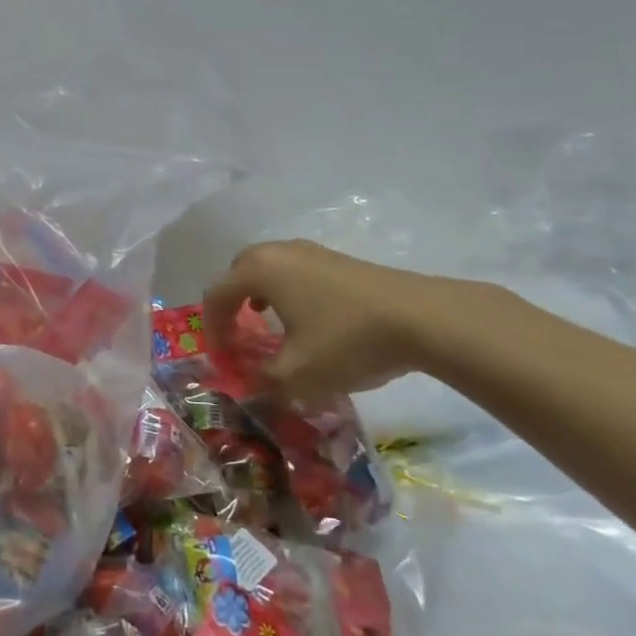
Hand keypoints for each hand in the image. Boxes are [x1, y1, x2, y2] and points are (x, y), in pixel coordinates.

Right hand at [203, 240, 479, 397]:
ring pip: (268, 267)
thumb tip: (250, 384)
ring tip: (266, 322)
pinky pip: (294, 270)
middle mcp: (279, 252)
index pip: (216, 295)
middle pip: (238, 271)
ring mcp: (311, 251)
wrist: (423, 318)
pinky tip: (306, 316)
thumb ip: (263, 380)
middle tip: (236, 333)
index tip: (222, 358)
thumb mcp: (298, 374)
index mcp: (259, 271)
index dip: (212, 328)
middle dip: (231, 302)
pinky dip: (286, 290)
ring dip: (258, 293)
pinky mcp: (338, 259)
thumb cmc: (348, 341)